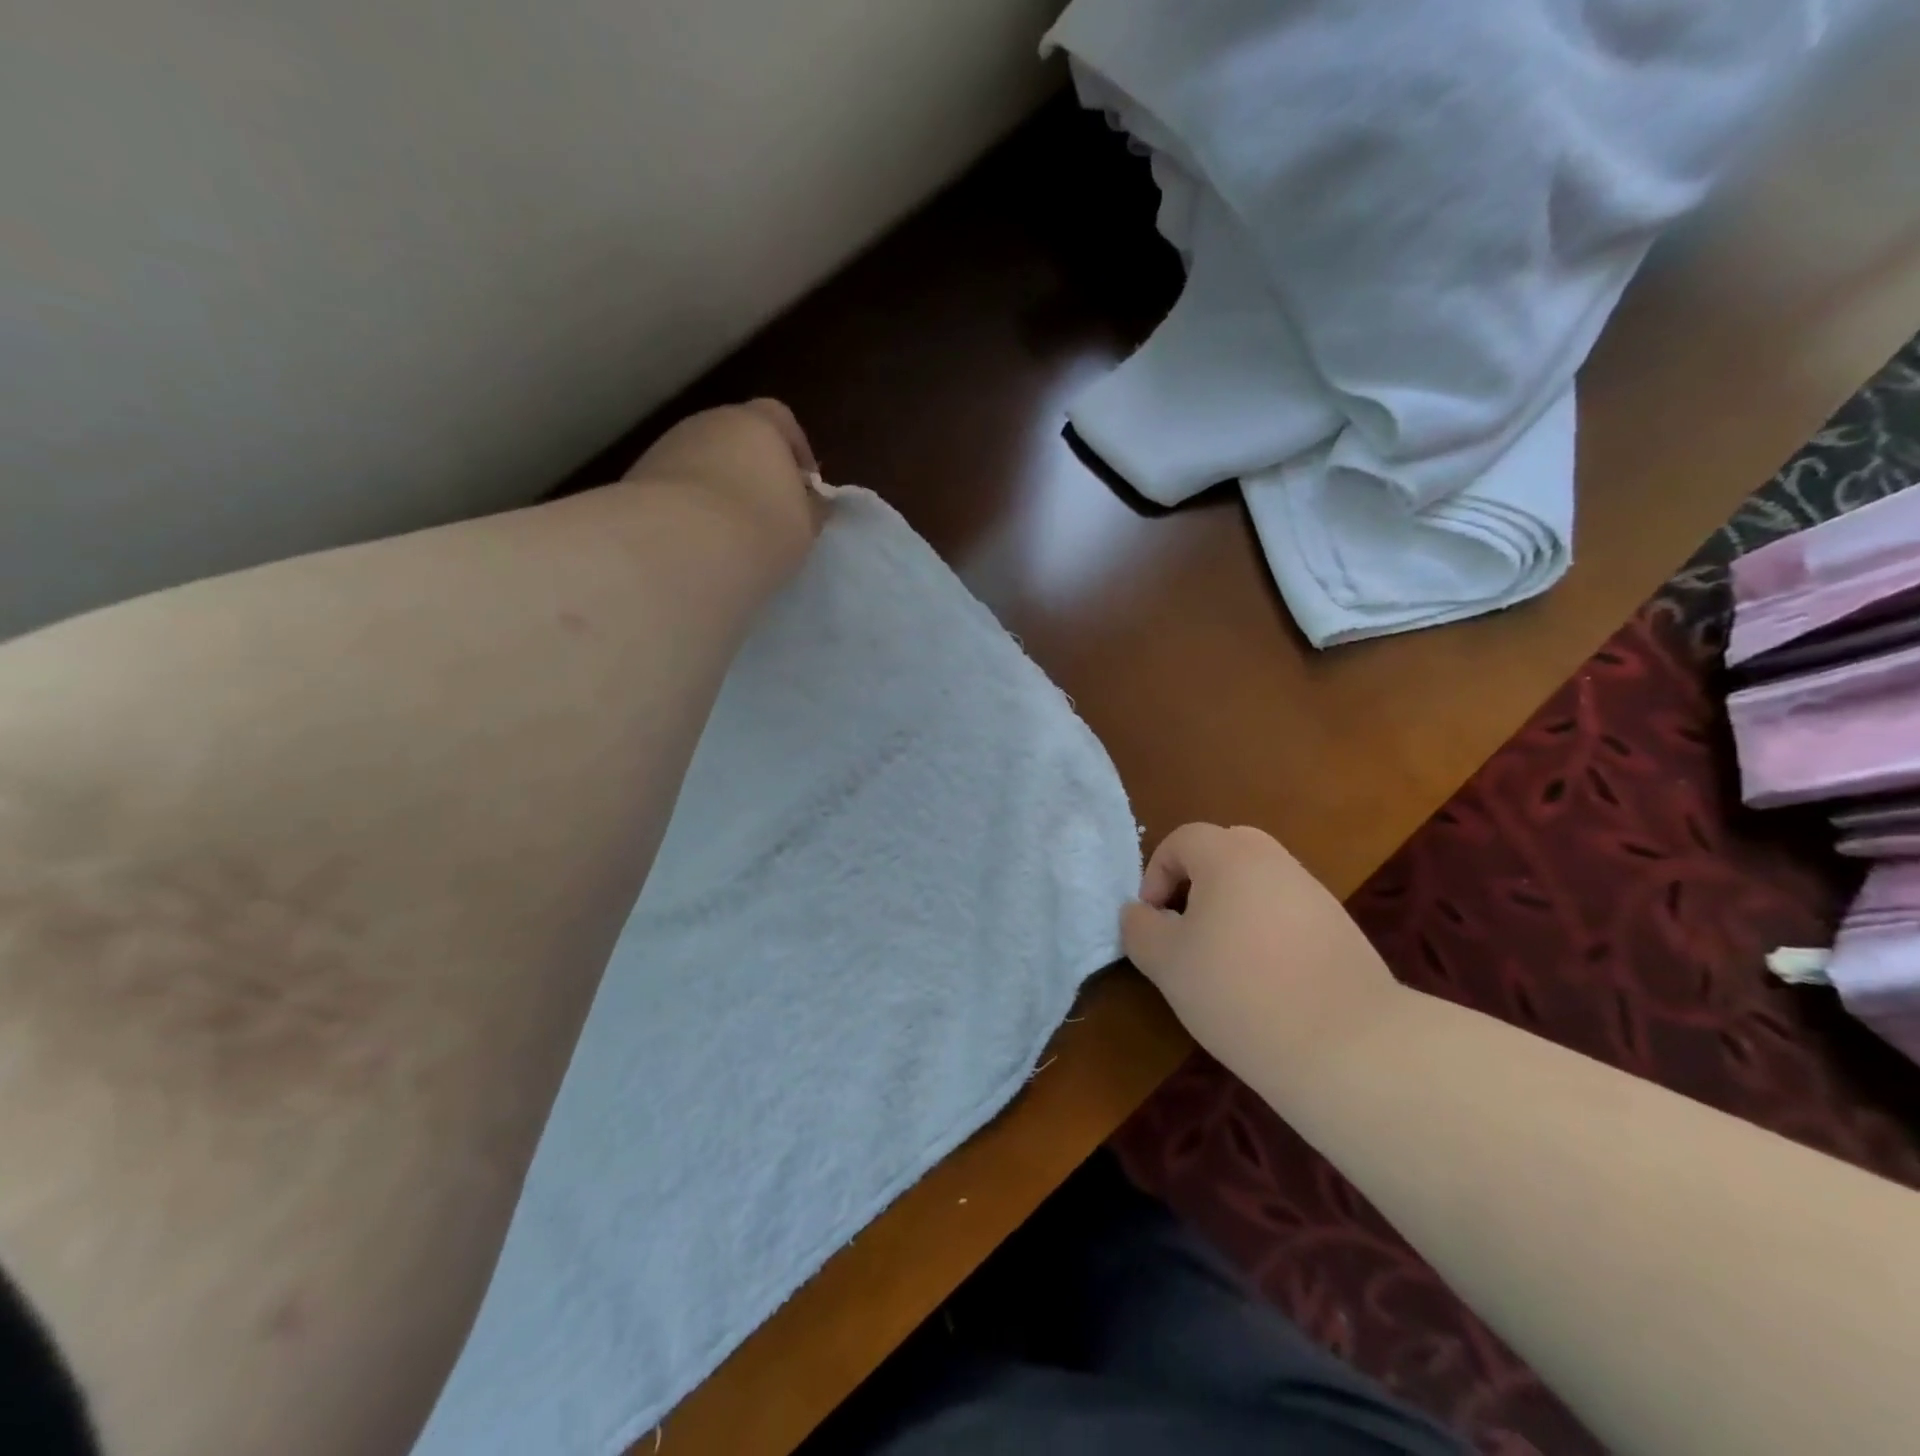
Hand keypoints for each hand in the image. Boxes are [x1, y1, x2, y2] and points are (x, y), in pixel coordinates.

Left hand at [624, 399, 824, 575]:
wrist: (679, 548)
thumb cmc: (761, 529)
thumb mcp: (805, 526)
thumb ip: (810, 508)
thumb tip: (811, 503)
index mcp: (756, 423)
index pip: (780, 419)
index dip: (795, 449)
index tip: (804, 484)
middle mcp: (707, 424)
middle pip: (736, 439)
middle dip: (753, 470)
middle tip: (768, 513)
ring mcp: (666, 449)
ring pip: (701, 464)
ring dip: (717, 490)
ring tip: (731, 535)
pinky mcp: (636, 480)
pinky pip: (674, 491)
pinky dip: (688, 509)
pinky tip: (698, 544)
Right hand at [1121, 824, 1403, 1089]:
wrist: (1348, 1045)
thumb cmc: (1238, 991)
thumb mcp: (1167, 963)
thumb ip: (1140, 928)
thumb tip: (1139, 913)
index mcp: (1229, 856)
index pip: (1182, 839)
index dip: (1156, 874)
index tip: (1154, 920)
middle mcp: (1274, 861)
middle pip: (1224, 851)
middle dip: (1195, 883)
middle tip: (1186, 929)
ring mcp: (1313, 893)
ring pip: (1257, 883)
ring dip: (1231, 908)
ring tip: (1223, 962)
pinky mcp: (1340, 928)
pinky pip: (1287, 912)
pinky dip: (1266, 931)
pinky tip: (1265, 980)